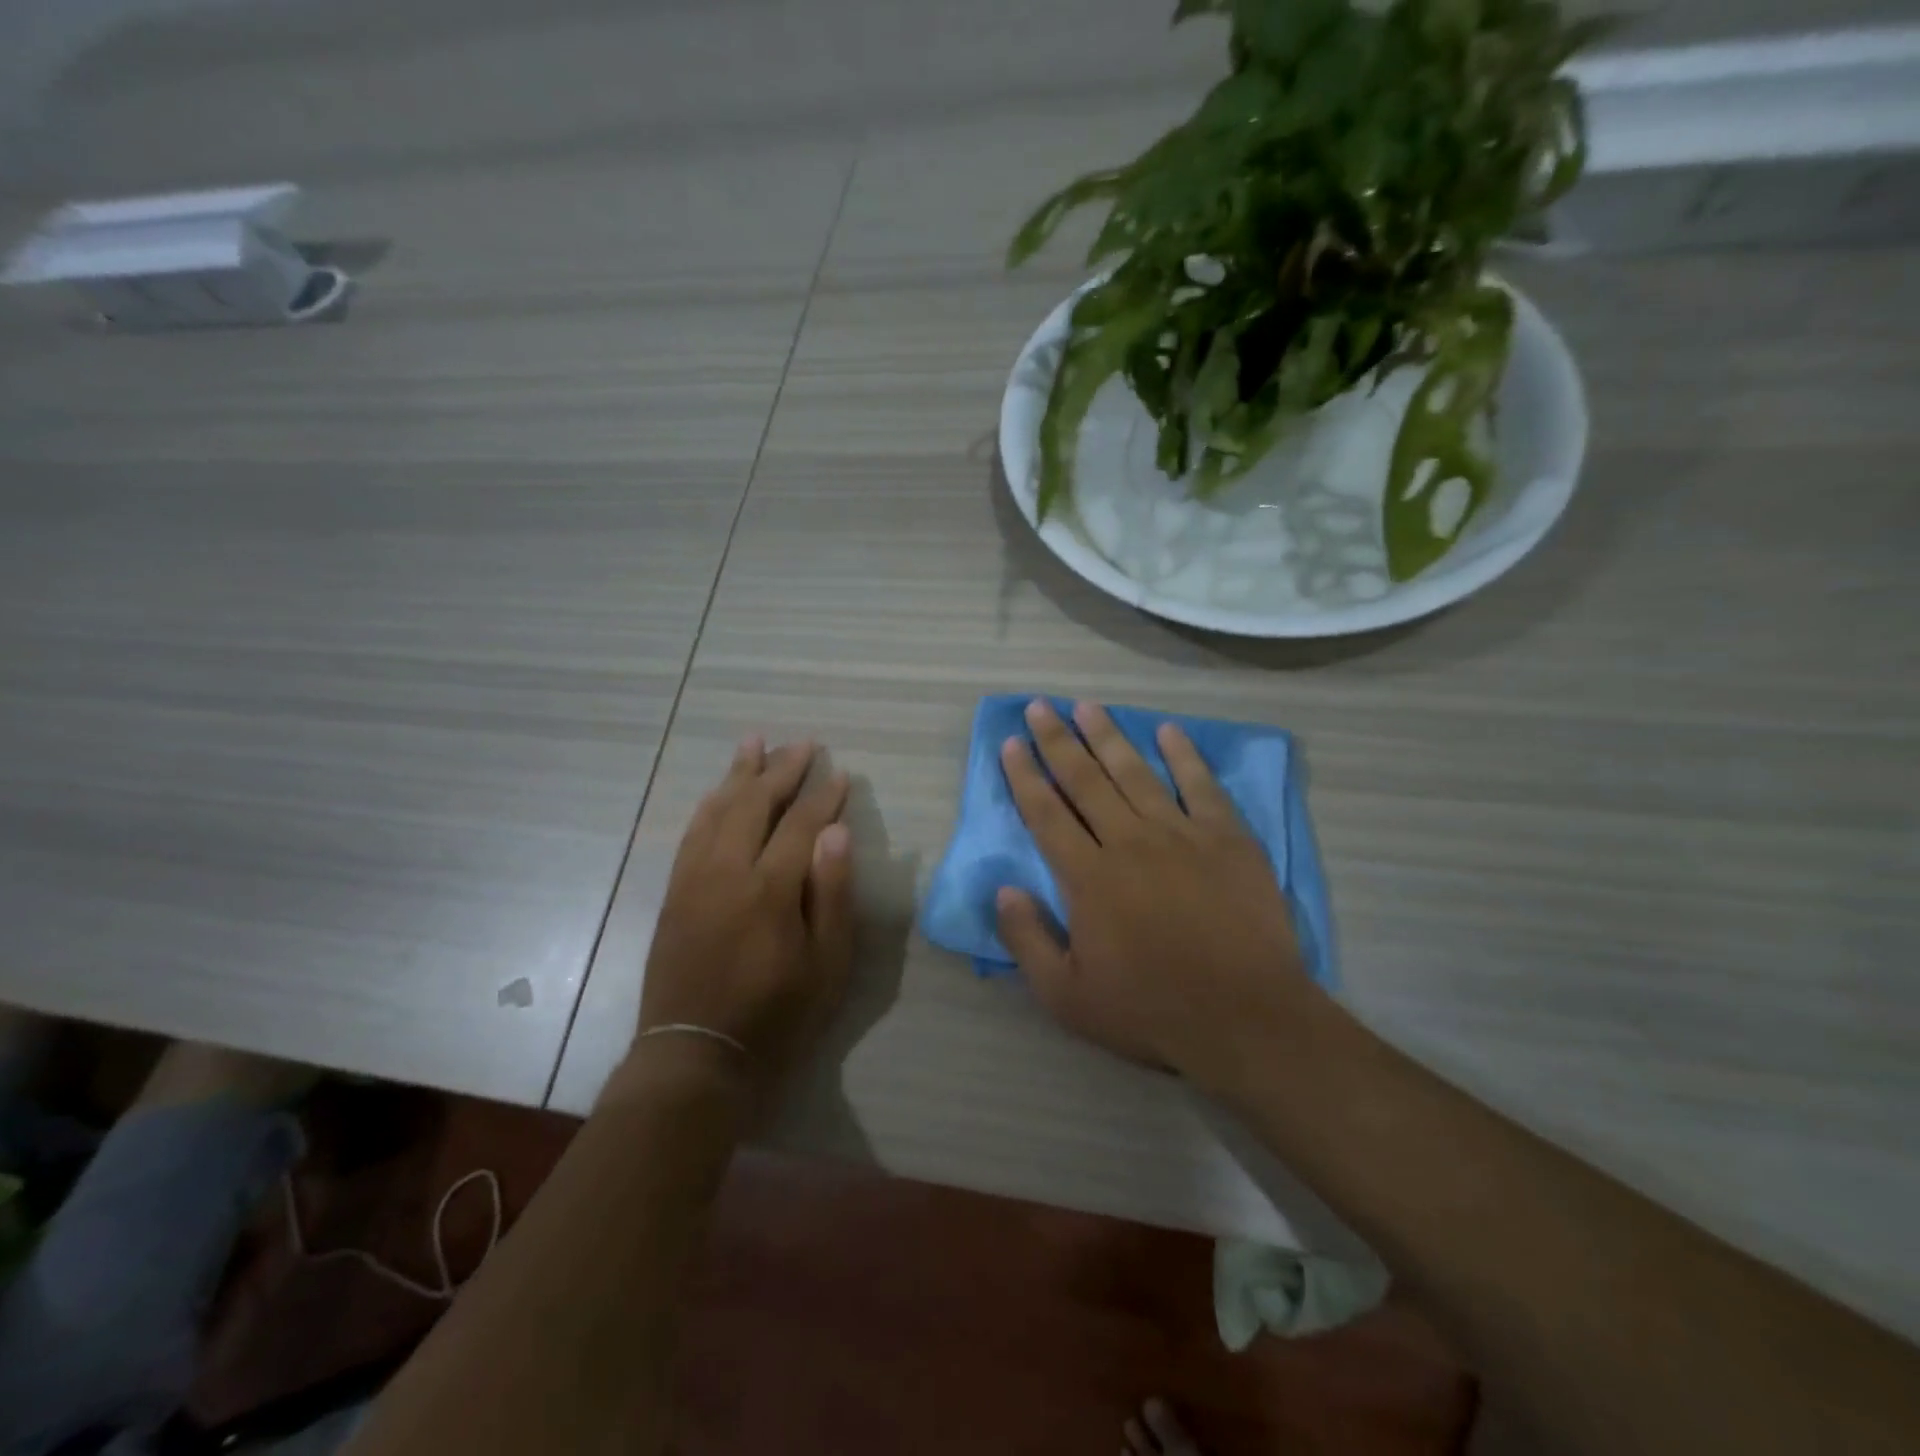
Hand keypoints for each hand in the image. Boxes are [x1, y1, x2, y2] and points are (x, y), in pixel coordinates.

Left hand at [634, 736, 853, 1100]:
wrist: (696, 1054)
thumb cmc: (777, 1014)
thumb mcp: (827, 964)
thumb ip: (831, 893)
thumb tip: (836, 832)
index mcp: (769, 889)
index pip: (801, 825)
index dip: (824, 796)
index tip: (841, 773)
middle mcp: (726, 871)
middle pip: (754, 804)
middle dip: (781, 770)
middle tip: (802, 743)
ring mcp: (694, 879)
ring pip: (717, 810)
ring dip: (738, 773)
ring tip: (755, 742)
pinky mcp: (674, 893)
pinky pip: (691, 834)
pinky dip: (708, 805)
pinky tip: (717, 792)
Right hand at [996, 699, 1311, 1088]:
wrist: (1245, 1018)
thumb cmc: (1150, 1010)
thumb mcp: (1066, 996)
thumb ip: (1027, 939)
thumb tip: (1003, 889)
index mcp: (1088, 877)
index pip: (1046, 813)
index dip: (1024, 775)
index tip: (1010, 744)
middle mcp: (1128, 842)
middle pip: (1084, 780)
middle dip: (1058, 741)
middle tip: (1040, 706)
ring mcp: (1181, 834)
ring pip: (1135, 773)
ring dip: (1108, 736)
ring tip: (1087, 706)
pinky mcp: (1227, 838)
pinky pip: (1200, 785)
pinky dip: (1183, 755)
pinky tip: (1168, 731)